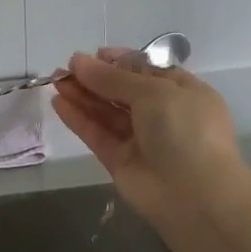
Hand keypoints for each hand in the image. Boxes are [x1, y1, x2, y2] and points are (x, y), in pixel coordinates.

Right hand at [51, 49, 250, 225]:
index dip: (120, 61)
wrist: (195, 197)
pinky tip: (58, 103)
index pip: (148, 71)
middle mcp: (163, 114)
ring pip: (107, 112)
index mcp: (183, 92)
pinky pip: (98, 135)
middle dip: (95, 78)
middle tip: (65, 67)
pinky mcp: (121, 161)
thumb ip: (113, 78)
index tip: (94, 54)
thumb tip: (79, 61)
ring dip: (82, 95)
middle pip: (123, 91)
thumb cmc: (185, 130)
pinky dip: (79, 119)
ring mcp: (141, 140)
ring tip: (54, 80)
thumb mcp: (153, 92)